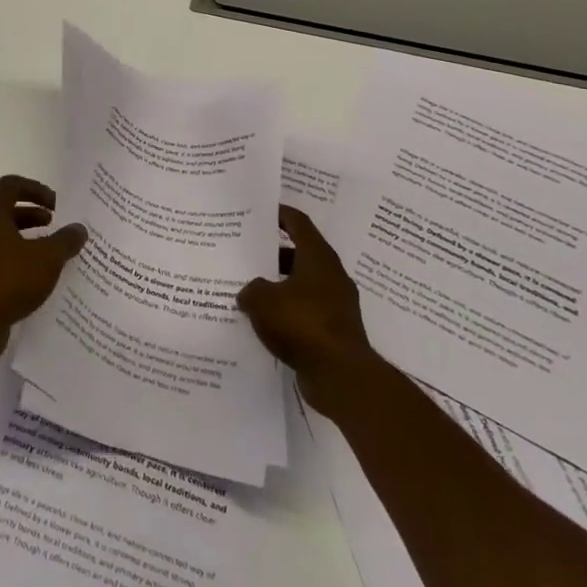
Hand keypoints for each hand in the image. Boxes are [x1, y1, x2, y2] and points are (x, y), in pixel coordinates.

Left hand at [0, 175, 87, 368]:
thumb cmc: (8, 281)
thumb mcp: (47, 259)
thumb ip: (65, 241)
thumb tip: (78, 228)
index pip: (10, 185)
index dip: (34, 188)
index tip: (55, 205)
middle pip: (5, 211)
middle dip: (32, 215)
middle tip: (54, 226)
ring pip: (1, 237)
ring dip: (25, 238)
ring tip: (50, 253)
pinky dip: (16, 260)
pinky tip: (35, 279)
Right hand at [236, 206, 379, 401]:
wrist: (341, 376)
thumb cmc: (303, 324)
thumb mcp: (262, 300)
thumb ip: (251, 289)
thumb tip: (249, 292)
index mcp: (318, 258)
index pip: (298, 223)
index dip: (279, 214)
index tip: (259, 210)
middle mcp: (331, 275)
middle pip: (299, 253)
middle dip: (272, 253)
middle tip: (245, 253)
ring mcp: (336, 303)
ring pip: (301, 283)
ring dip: (278, 284)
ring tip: (249, 289)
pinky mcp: (334, 329)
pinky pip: (305, 309)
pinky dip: (287, 310)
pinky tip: (264, 320)